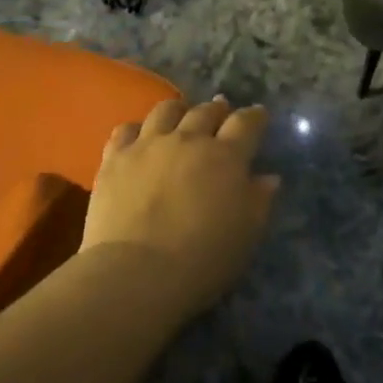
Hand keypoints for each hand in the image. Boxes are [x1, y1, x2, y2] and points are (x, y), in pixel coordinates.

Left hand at [80, 96, 279, 319]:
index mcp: (226, 157)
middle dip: (218, 110)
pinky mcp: (115, 159)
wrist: (136, 273)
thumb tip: (268, 177)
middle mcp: (188, 140)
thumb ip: (259, 201)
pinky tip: (139, 138)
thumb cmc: (202, 259)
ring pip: (166, 110)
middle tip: (221, 113)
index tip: (259, 115)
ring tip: (181, 116)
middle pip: (206, 111)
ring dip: (179, 110)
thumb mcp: (246, 235)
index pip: (246, 123)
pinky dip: (137, 130)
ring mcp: (148, 145)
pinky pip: (125, 130)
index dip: (255, 116)